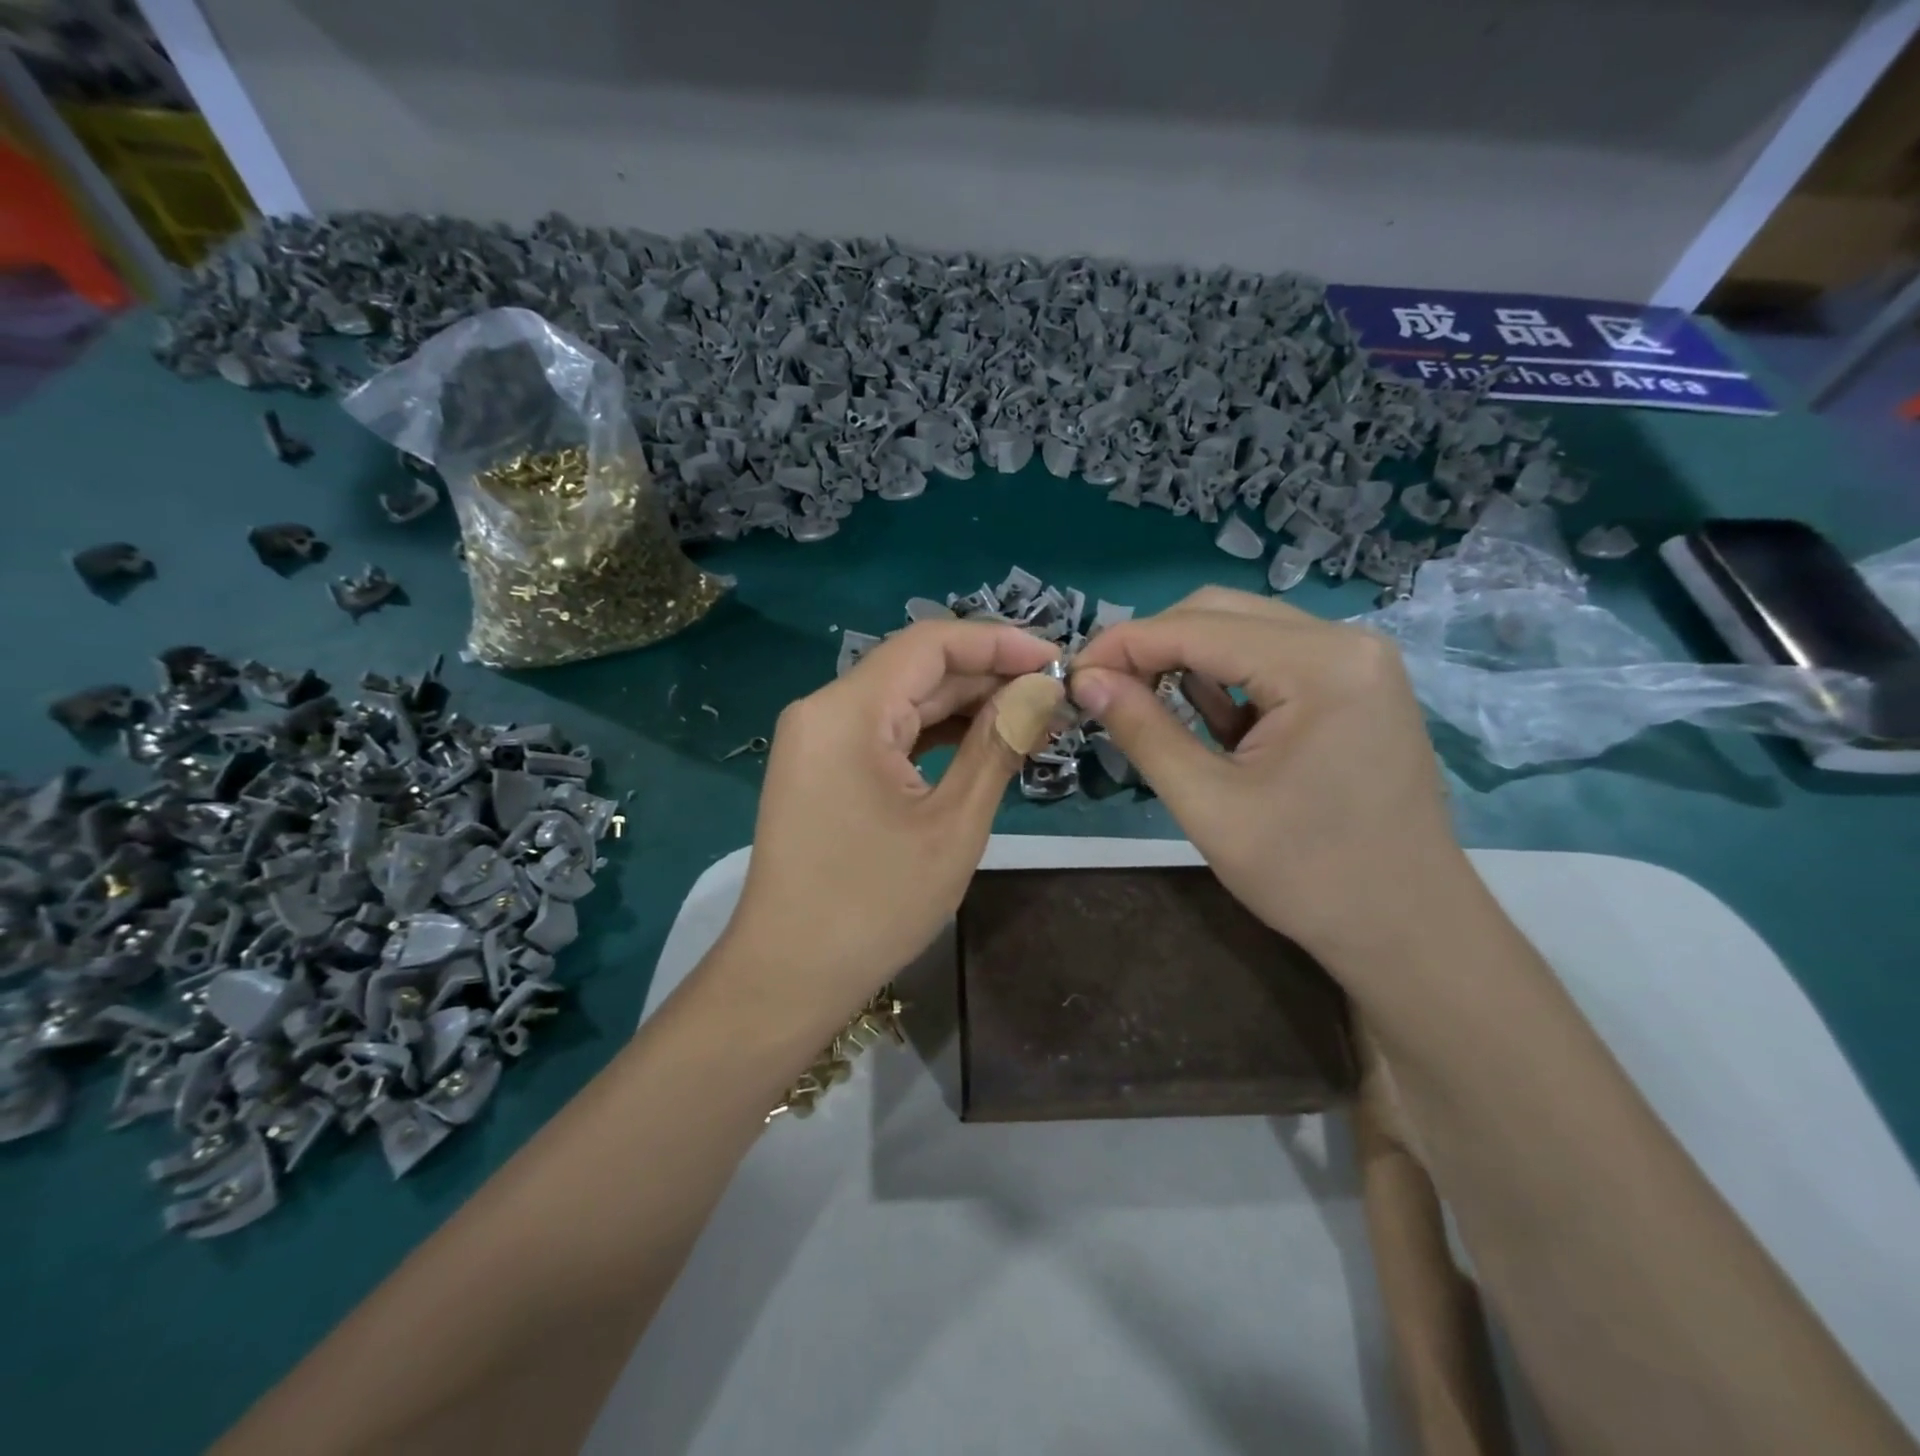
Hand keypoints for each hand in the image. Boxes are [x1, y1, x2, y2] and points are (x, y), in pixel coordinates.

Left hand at [714, 620, 1059, 1027]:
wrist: (788, 976)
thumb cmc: (874, 906)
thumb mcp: (952, 824)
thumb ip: (997, 744)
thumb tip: (1044, 690)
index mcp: (847, 710)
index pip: (931, 644)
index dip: (999, 642)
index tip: (1058, 659)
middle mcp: (825, 709)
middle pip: (917, 670)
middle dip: (988, 677)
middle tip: (1056, 697)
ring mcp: (819, 739)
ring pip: (904, 701)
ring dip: (966, 706)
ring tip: (1032, 719)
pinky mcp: (822, 767)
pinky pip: (886, 732)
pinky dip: (935, 735)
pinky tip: (983, 742)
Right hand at [1069, 587, 1466, 961]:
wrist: (1409, 931)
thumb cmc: (1309, 875)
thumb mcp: (1208, 804)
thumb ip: (1143, 730)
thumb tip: (1085, 680)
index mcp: (1320, 665)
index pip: (1197, 628)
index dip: (1124, 644)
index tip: (1072, 673)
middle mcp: (1346, 643)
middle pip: (1221, 613)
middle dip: (1152, 645)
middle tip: (1101, 688)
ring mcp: (1358, 662)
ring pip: (1244, 631)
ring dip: (1185, 659)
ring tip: (1138, 700)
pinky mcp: (1356, 687)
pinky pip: (1272, 659)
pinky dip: (1225, 679)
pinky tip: (1199, 715)